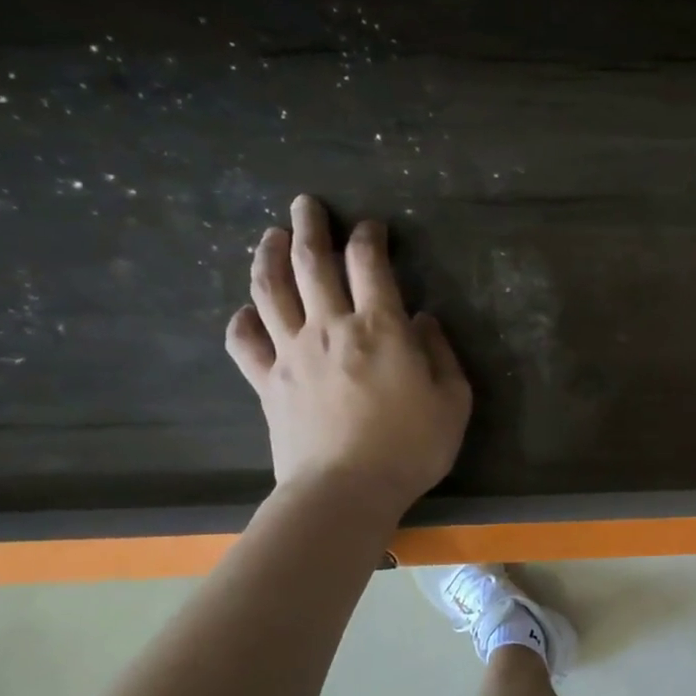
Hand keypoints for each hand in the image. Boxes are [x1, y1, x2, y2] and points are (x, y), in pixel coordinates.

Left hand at [225, 196, 470, 508]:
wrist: (346, 491)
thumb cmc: (412, 447)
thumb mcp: (453, 401)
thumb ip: (440, 353)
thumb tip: (422, 320)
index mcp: (380, 329)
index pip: (370, 265)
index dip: (369, 238)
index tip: (371, 226)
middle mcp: (330, 327)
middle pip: (311, 263)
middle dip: (309, 227)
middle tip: (305, 204)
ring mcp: (291, 353)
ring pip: (270, 290)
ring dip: (268, 256)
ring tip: (270, 236)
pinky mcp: (267, 383)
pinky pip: (245, 342)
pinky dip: (242, 321)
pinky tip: (247, 312)